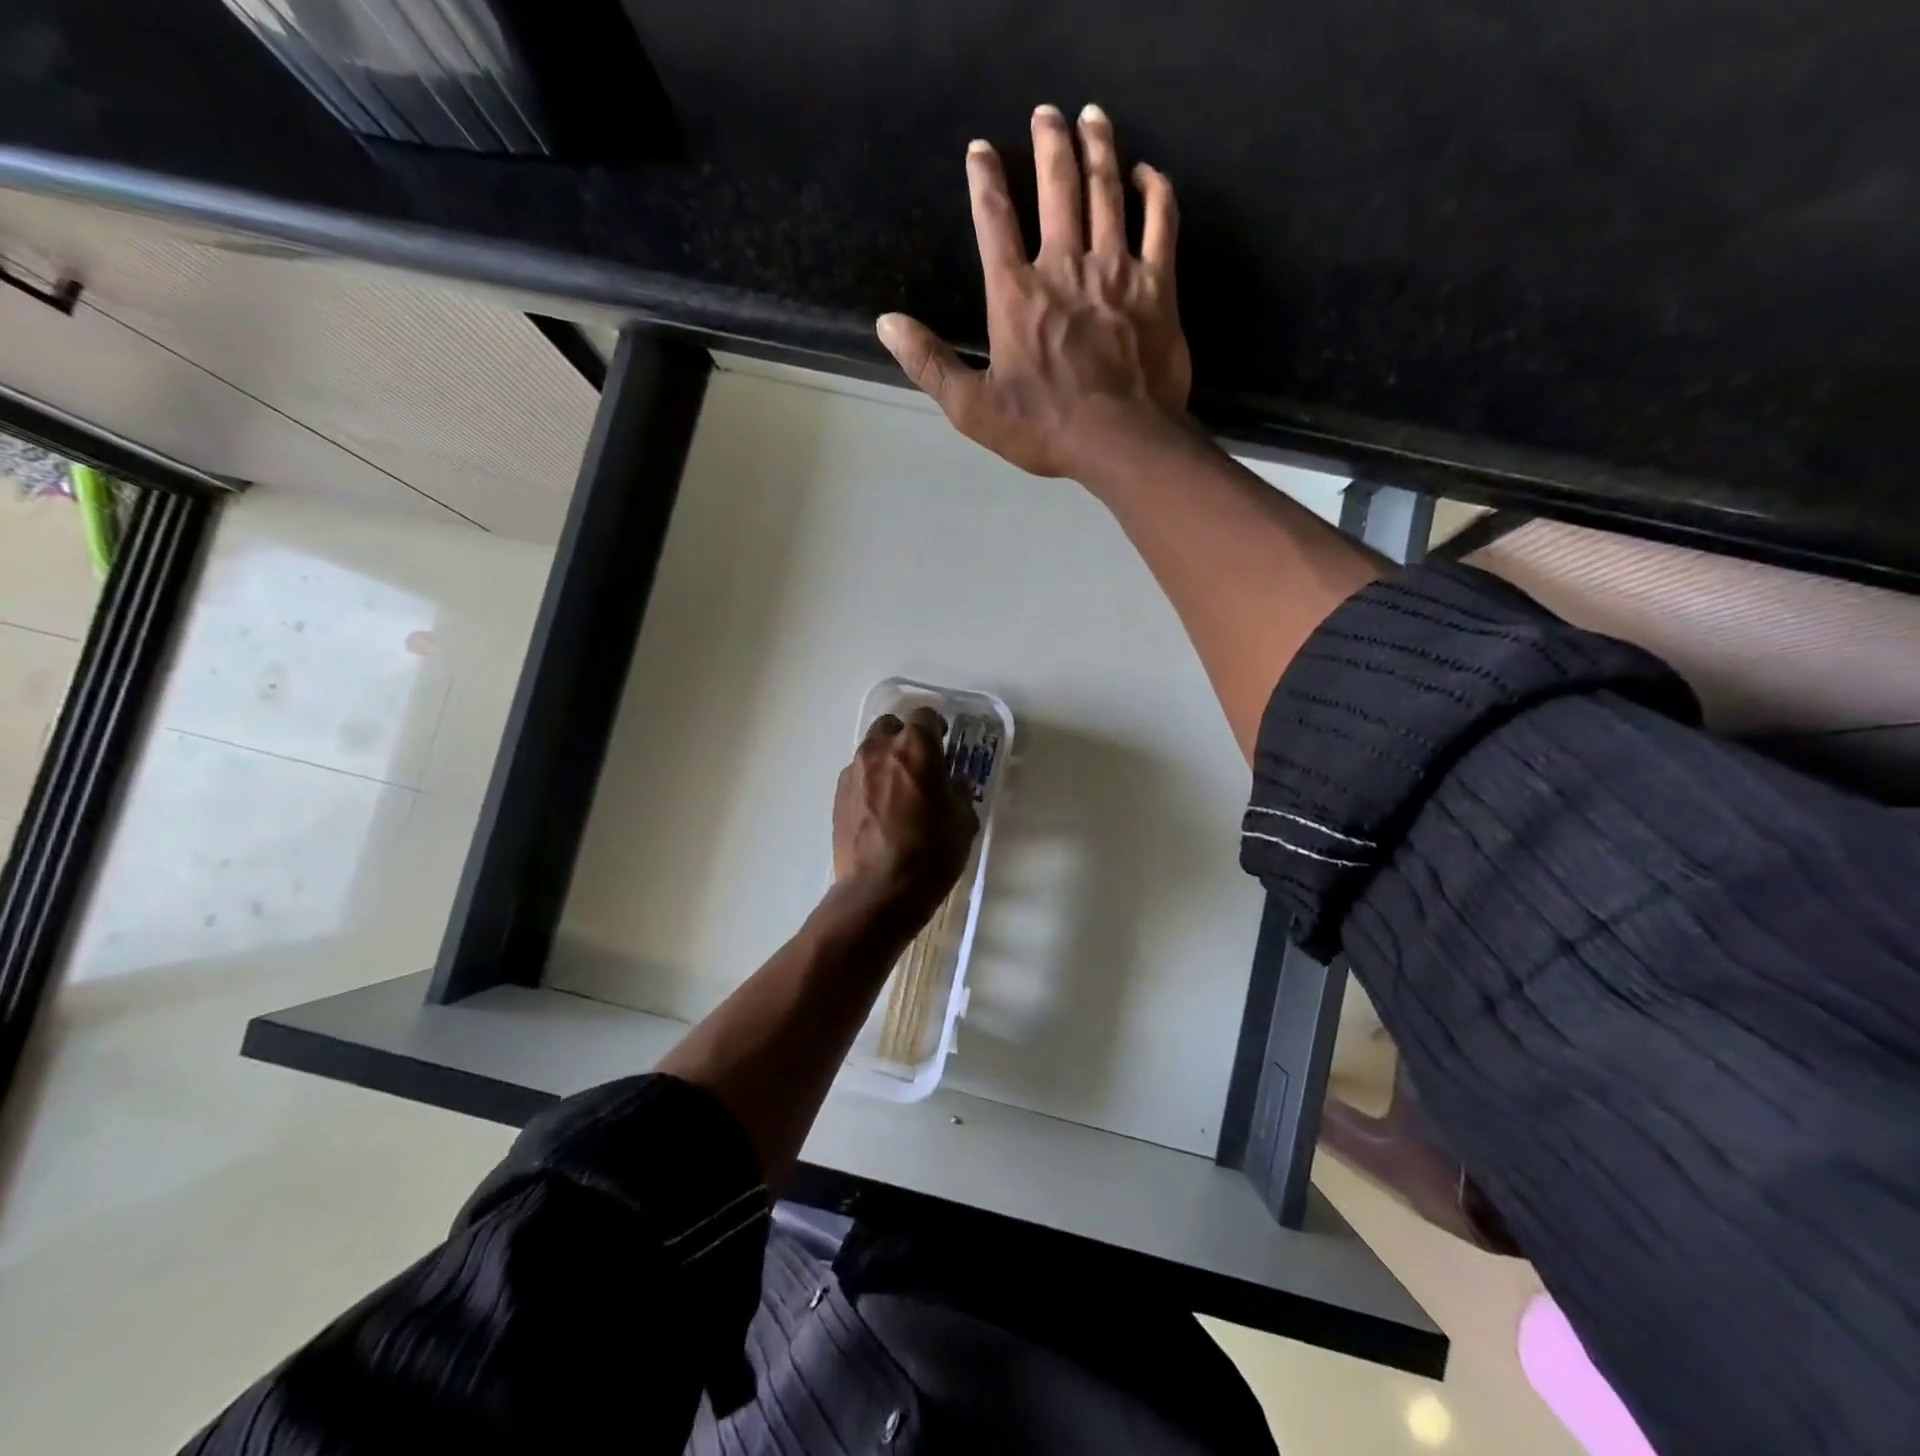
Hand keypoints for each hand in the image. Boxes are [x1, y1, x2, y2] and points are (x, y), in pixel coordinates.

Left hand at [832, 707, 978, 922]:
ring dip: (885, 760)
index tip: (944, 742)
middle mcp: (879, 750)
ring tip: (898, 790)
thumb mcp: (963, 822)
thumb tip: (950, 784)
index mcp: (916, 748)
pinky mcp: (837, 796)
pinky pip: (857, 776)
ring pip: (870, 750)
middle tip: (920, 763)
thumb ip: (957, 792)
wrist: (878, 891)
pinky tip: (879, 811)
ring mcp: (854, 772)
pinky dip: (869, 783)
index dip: (936, 727)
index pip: (925, 716)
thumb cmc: (930, 853)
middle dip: (905, 738)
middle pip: (891, 725)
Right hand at [876, 103, 1191, 480]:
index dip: (986, 180)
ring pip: (1106, 191)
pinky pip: (1160, 222)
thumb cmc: (1044, 428)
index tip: (981, 149)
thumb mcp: (972, 408)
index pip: (995, 221)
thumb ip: (930, 364)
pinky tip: (1146, 172)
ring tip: (1092, 116)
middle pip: (1057, 187)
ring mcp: (1116, 271)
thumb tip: (886, 323)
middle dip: (1050, 142)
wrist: (1120, 441)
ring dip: (1098, 147)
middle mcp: (1065, 267)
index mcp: (1016, 295)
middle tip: (1047, 110)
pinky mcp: (1157, 286)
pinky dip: (1155, 191)